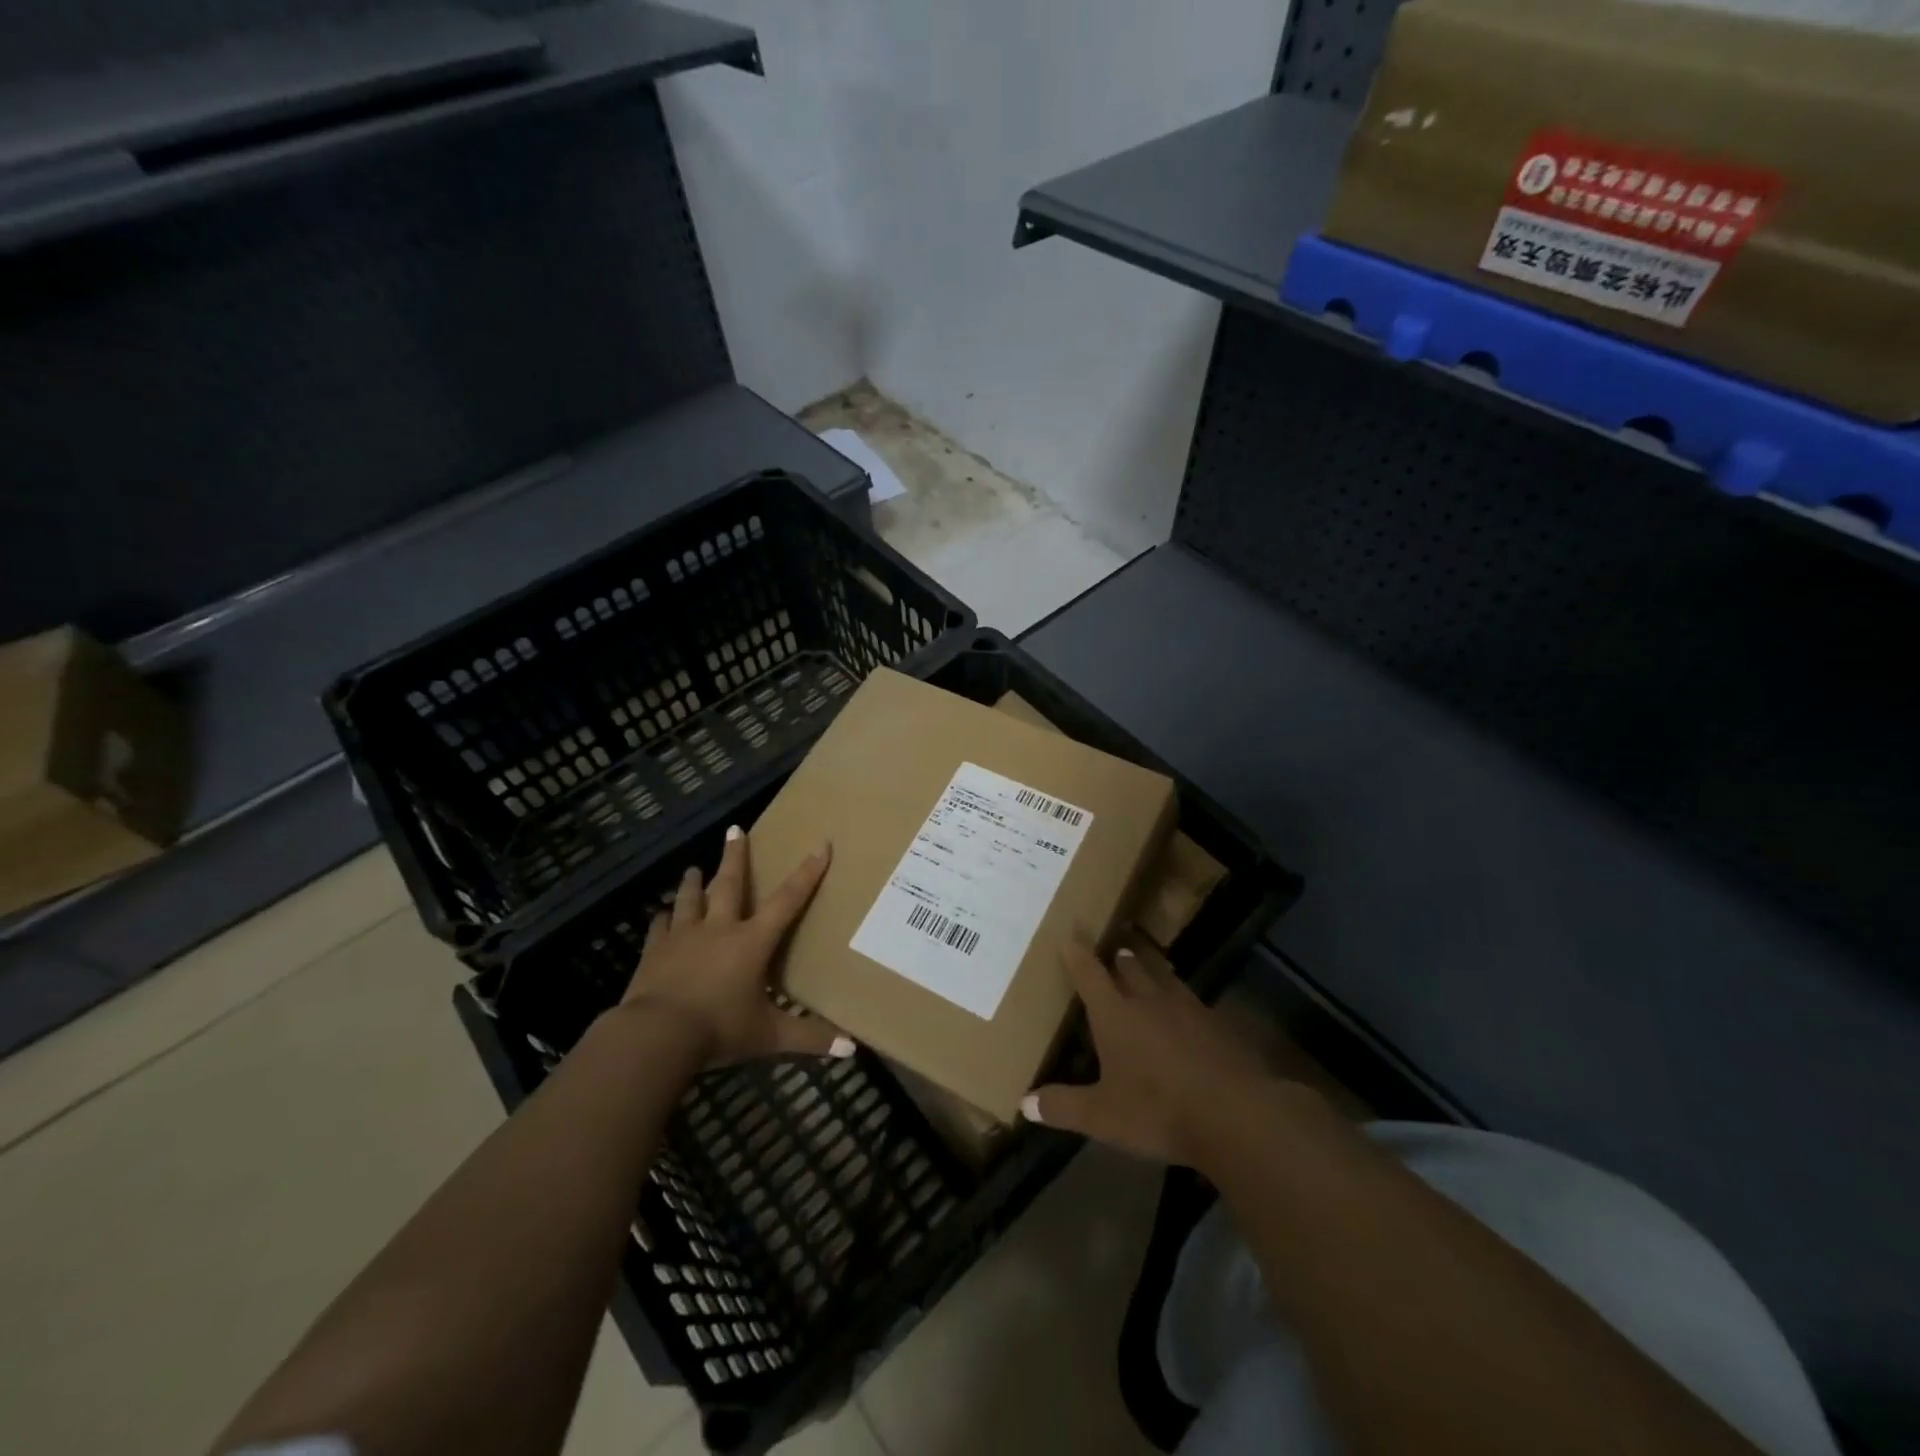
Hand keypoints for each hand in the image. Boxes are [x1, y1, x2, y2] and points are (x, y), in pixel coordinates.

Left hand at [619, 827, 848, 1066]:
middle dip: (736, 856)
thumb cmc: (719, 1029)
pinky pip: (660, 927)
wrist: (655, 1036)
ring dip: (695, 881)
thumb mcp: (769, 1036)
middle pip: (730, 884)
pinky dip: (663, 918)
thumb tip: (851, 1050)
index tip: (820, 845)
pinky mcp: (654, 952)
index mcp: (751, 942)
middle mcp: (719, 929)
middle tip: (734, 829)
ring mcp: (683, 937)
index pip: (787, 901)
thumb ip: (809, 1038)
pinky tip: (661, 915)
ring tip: (695, 867)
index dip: (807, 873)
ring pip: (690, 899)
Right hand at [1023, 942, 1291, 1170]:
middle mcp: (1148, 1000)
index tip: (1069, 936)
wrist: (1234, 1114)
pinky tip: (1184, 1014)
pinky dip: (1180, 1001)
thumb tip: (1025, 1103)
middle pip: (1130, 969)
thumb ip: (1063, 1107)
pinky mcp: (1216, 1025)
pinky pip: (1191, 1002)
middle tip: (1113, 953)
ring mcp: (1186, 1009)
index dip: (1077, 955)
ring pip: (1163, 979)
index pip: (1089, 974)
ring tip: (1146, 970)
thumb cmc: (1157, 1110)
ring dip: (1151, 972)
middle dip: (1118, 960)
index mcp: (1114, 1014)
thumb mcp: (1102, 1116)